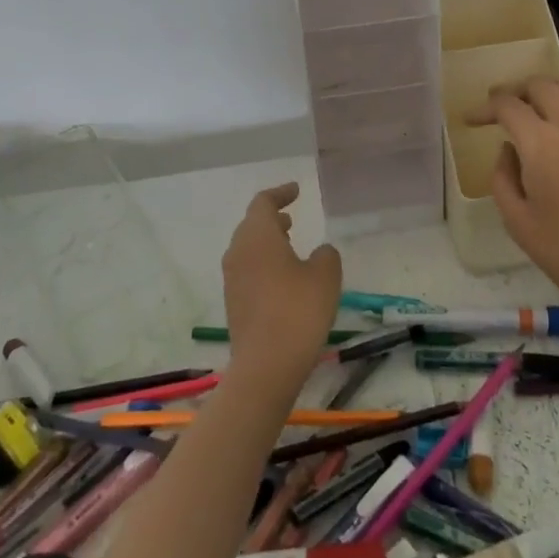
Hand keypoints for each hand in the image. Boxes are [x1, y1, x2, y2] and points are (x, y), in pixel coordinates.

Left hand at [222, 183, 342, 388]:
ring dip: (268, 241)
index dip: (280, 193)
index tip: (296, 191)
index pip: (263, 203)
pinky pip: (248, 270)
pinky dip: (264, 263)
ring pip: (248, 248)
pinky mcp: (234, 302)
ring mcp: (232, 279)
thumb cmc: (298, 311)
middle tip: (291, 217)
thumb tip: (319, 252)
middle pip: (251, 225)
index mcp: (257, 236)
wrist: (266, 366)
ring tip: (290, 244)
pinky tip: (284, 278)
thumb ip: (326, 255)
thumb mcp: (325, 276)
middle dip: (271, 218)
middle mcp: (238, 252)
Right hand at [468, 75, 558, 325]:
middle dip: (512, 91)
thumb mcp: (516, 220)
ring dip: (542, 88)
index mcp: (541, 144)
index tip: (469, 120)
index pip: (508, 106)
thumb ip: (502, 177)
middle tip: (496, 108)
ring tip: (527, 106)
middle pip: (539, 85)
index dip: (484, 108)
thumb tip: (508, 150)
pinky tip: (557, 121)